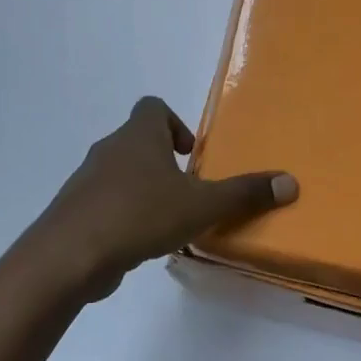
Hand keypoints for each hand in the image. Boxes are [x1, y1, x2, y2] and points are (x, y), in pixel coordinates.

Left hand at [33, 96, 297, 301]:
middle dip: (163, 161)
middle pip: (138, 140)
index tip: (190, 154)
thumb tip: (290, 182)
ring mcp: (87, 180)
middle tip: (187, 191)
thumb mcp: (202, 205)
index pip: (153, 107)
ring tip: (166, 220)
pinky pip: (105, 201)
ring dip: (144, 188)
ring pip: (120, 172)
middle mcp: (110, 149)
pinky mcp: (75, 210)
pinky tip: (139, 242)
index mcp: (139, 135)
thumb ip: (244, 193)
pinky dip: (123, 213)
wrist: (70, 254)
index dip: (175, 123)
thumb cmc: (140, 215)